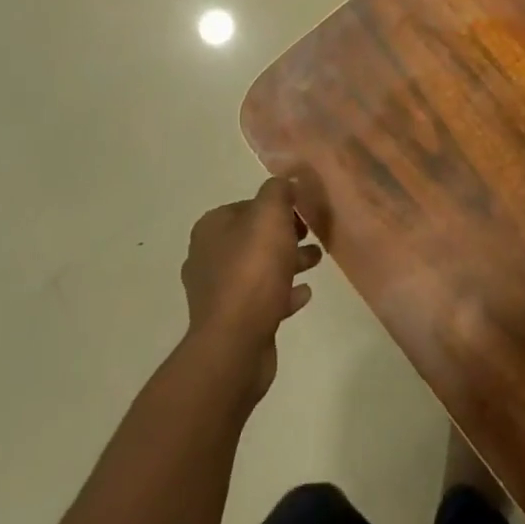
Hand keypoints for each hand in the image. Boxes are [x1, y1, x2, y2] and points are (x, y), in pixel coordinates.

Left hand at [181, 177, 322, 398]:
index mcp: (211, 229)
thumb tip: (285, 180)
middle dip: (284, 235)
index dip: (277, 207)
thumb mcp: (270, 216)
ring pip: (258, 268)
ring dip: (287, 263)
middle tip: (311, 235)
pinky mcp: (231, 322)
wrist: (235, 343)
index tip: (303, 212)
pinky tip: (304, 294)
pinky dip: (283, 293)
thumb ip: (278, 191)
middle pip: (253, 237)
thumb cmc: (253, 271)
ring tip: (316, 261)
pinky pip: (262, 299)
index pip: (247, 206)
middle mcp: (208, 257)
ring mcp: (217, 292)